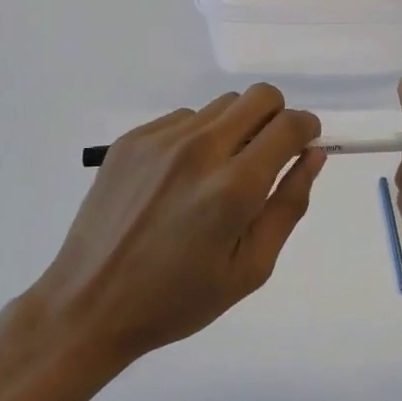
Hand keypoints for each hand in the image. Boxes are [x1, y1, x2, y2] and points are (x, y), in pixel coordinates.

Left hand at [29, 85, 324, 369]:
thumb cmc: (178, 298)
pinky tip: (179, 180)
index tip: (304, 146)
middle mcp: (199, 149)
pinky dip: (197, 138)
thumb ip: (288, 205)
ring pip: (222, 106)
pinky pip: (184, 119)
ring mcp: (161, 140)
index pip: (289, 125)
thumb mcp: (250, 267)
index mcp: (234, 187)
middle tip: (266, 157)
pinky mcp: (132, 139)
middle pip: (259, 97)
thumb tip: (312, 156)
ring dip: (235, 128)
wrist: (89, 303)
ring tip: (217, 175)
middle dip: (276, 118)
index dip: (307, 129)